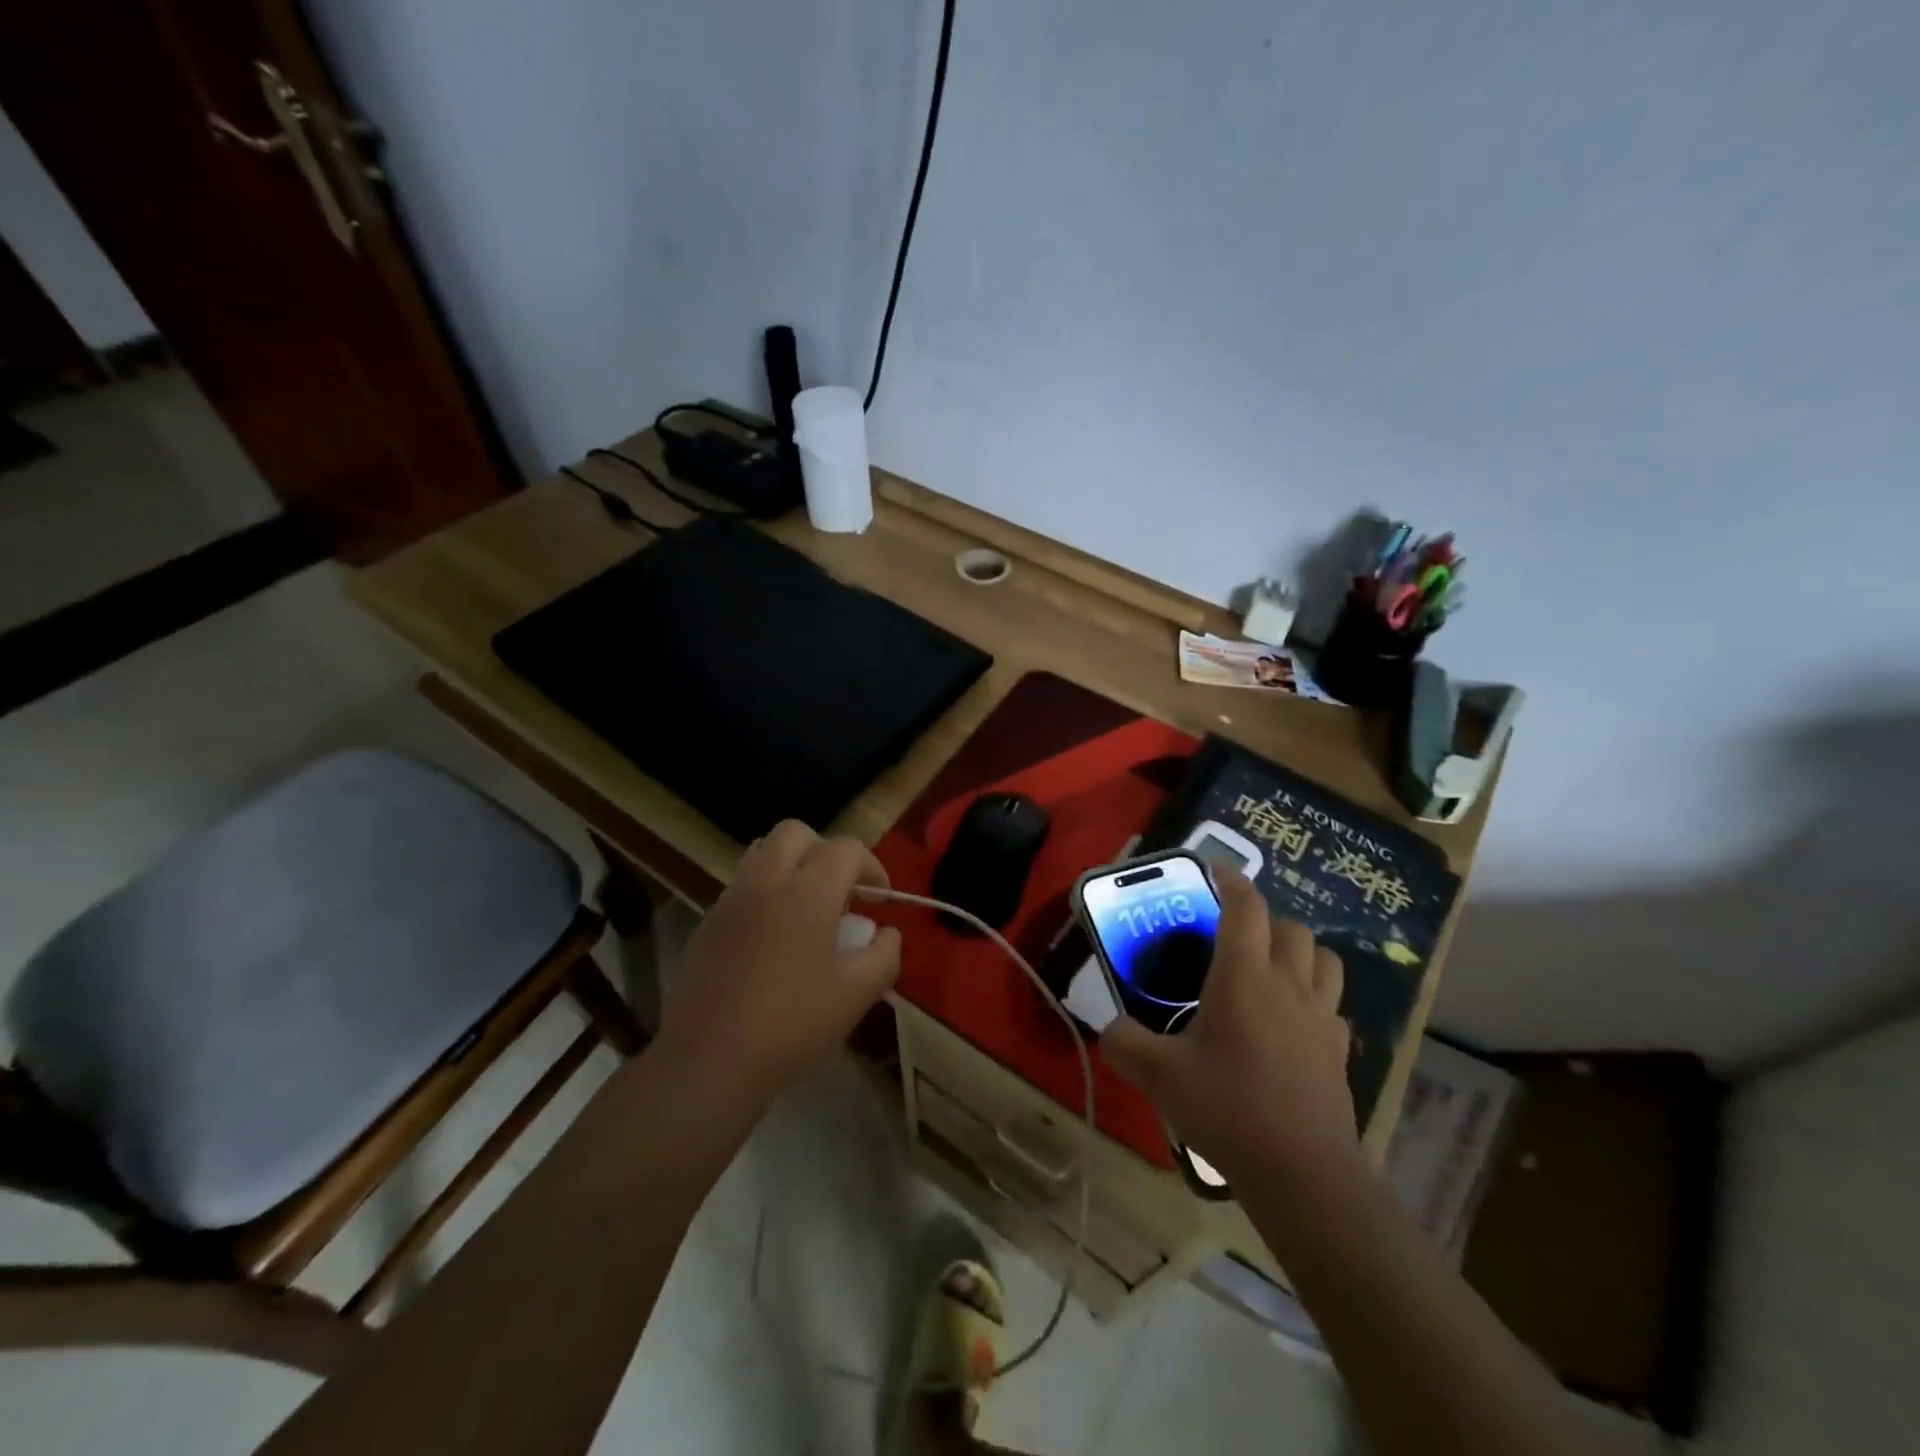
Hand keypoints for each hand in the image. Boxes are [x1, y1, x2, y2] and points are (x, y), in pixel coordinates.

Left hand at [657, 821, 901, 1102]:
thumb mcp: (856, 996)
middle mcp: (766, 882)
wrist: (708, 1061)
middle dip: (825, 851)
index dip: (871, 865)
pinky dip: (765, 891)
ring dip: (791, 865)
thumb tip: (887, 933)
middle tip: (840, 893)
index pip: (845, 848)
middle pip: (796, 833)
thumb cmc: (792, 1025)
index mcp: (807, 892)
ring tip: (806, 910)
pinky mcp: (708, 923)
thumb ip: (884, 955)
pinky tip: (773, 939)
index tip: (880, 898)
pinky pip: (742, 885)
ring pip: (763, 852)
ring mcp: (731, 900)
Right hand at [1100, 867, 1355, 1182]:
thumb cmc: (1227, 1109)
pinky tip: (1294, 1023)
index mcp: (1243, 977)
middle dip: (1264, 920)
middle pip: (1291, 928)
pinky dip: (1316, 1000)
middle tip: (1234, 936)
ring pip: (1325, 960)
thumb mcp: (1157, 1075)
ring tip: (1271, 969)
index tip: (1213, 871)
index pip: (1245, 907)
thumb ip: (1124, 1042)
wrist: (1302, 1172)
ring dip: (1299, 953)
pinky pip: (1334, 1007)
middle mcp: (1288, 985)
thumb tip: (1110, 1028)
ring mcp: (1322, 1018)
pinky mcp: (1340, 1052)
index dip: (1231, 880)